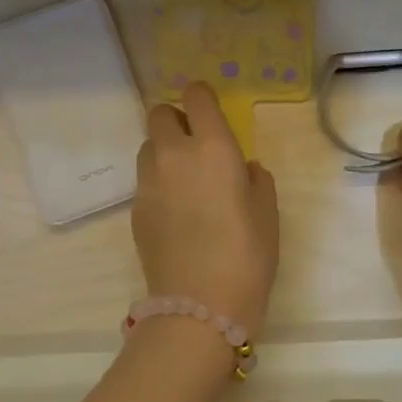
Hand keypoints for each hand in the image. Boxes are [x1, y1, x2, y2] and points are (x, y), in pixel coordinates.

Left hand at [132, 83, 280, 338]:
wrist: (200, 305)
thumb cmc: (247, 255)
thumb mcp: (267, 213)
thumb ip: (256, 180)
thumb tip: (243, 169)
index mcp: (212, 147)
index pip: (195, 96)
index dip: (201, 96)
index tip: (210, 109)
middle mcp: (173, 155)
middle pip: (159, 114)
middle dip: (176, 119)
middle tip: (195, 143)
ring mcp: (148, 182)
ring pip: (148, 147)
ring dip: (163, 151)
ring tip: (184, 180)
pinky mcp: (134, 210)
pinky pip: (144, 181)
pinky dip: (157, 184)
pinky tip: (175, 213)